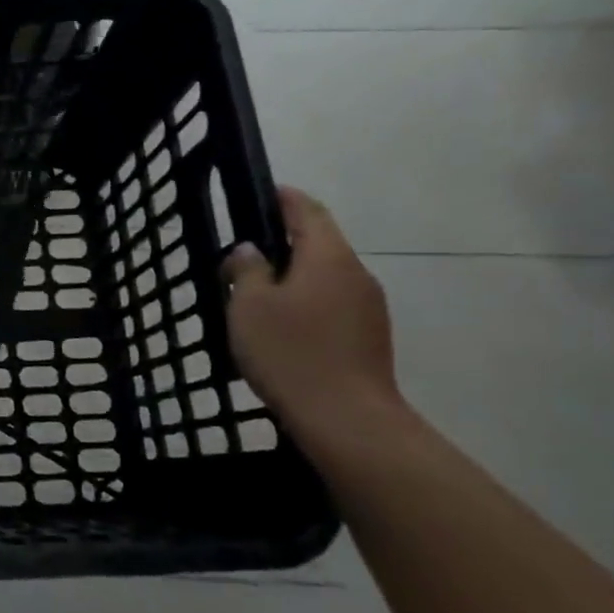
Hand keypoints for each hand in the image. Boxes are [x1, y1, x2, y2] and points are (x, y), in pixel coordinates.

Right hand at [221, 187, 398, 433]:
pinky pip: (332, 305)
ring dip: (294, 277)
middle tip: (244, 253)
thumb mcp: (250, 306)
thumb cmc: (291, 352)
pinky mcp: (369, 337)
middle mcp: (356, 274)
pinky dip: (305, 303)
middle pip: (319, 244)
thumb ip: (247, 270)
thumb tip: (250, 252)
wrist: (347, 420)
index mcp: (329, 257)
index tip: (263, 192)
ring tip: (255, 295)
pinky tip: (280, 327)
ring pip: (325, 277)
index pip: (307, 211)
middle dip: (284, 242)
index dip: (284, 198)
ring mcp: (369, 308)